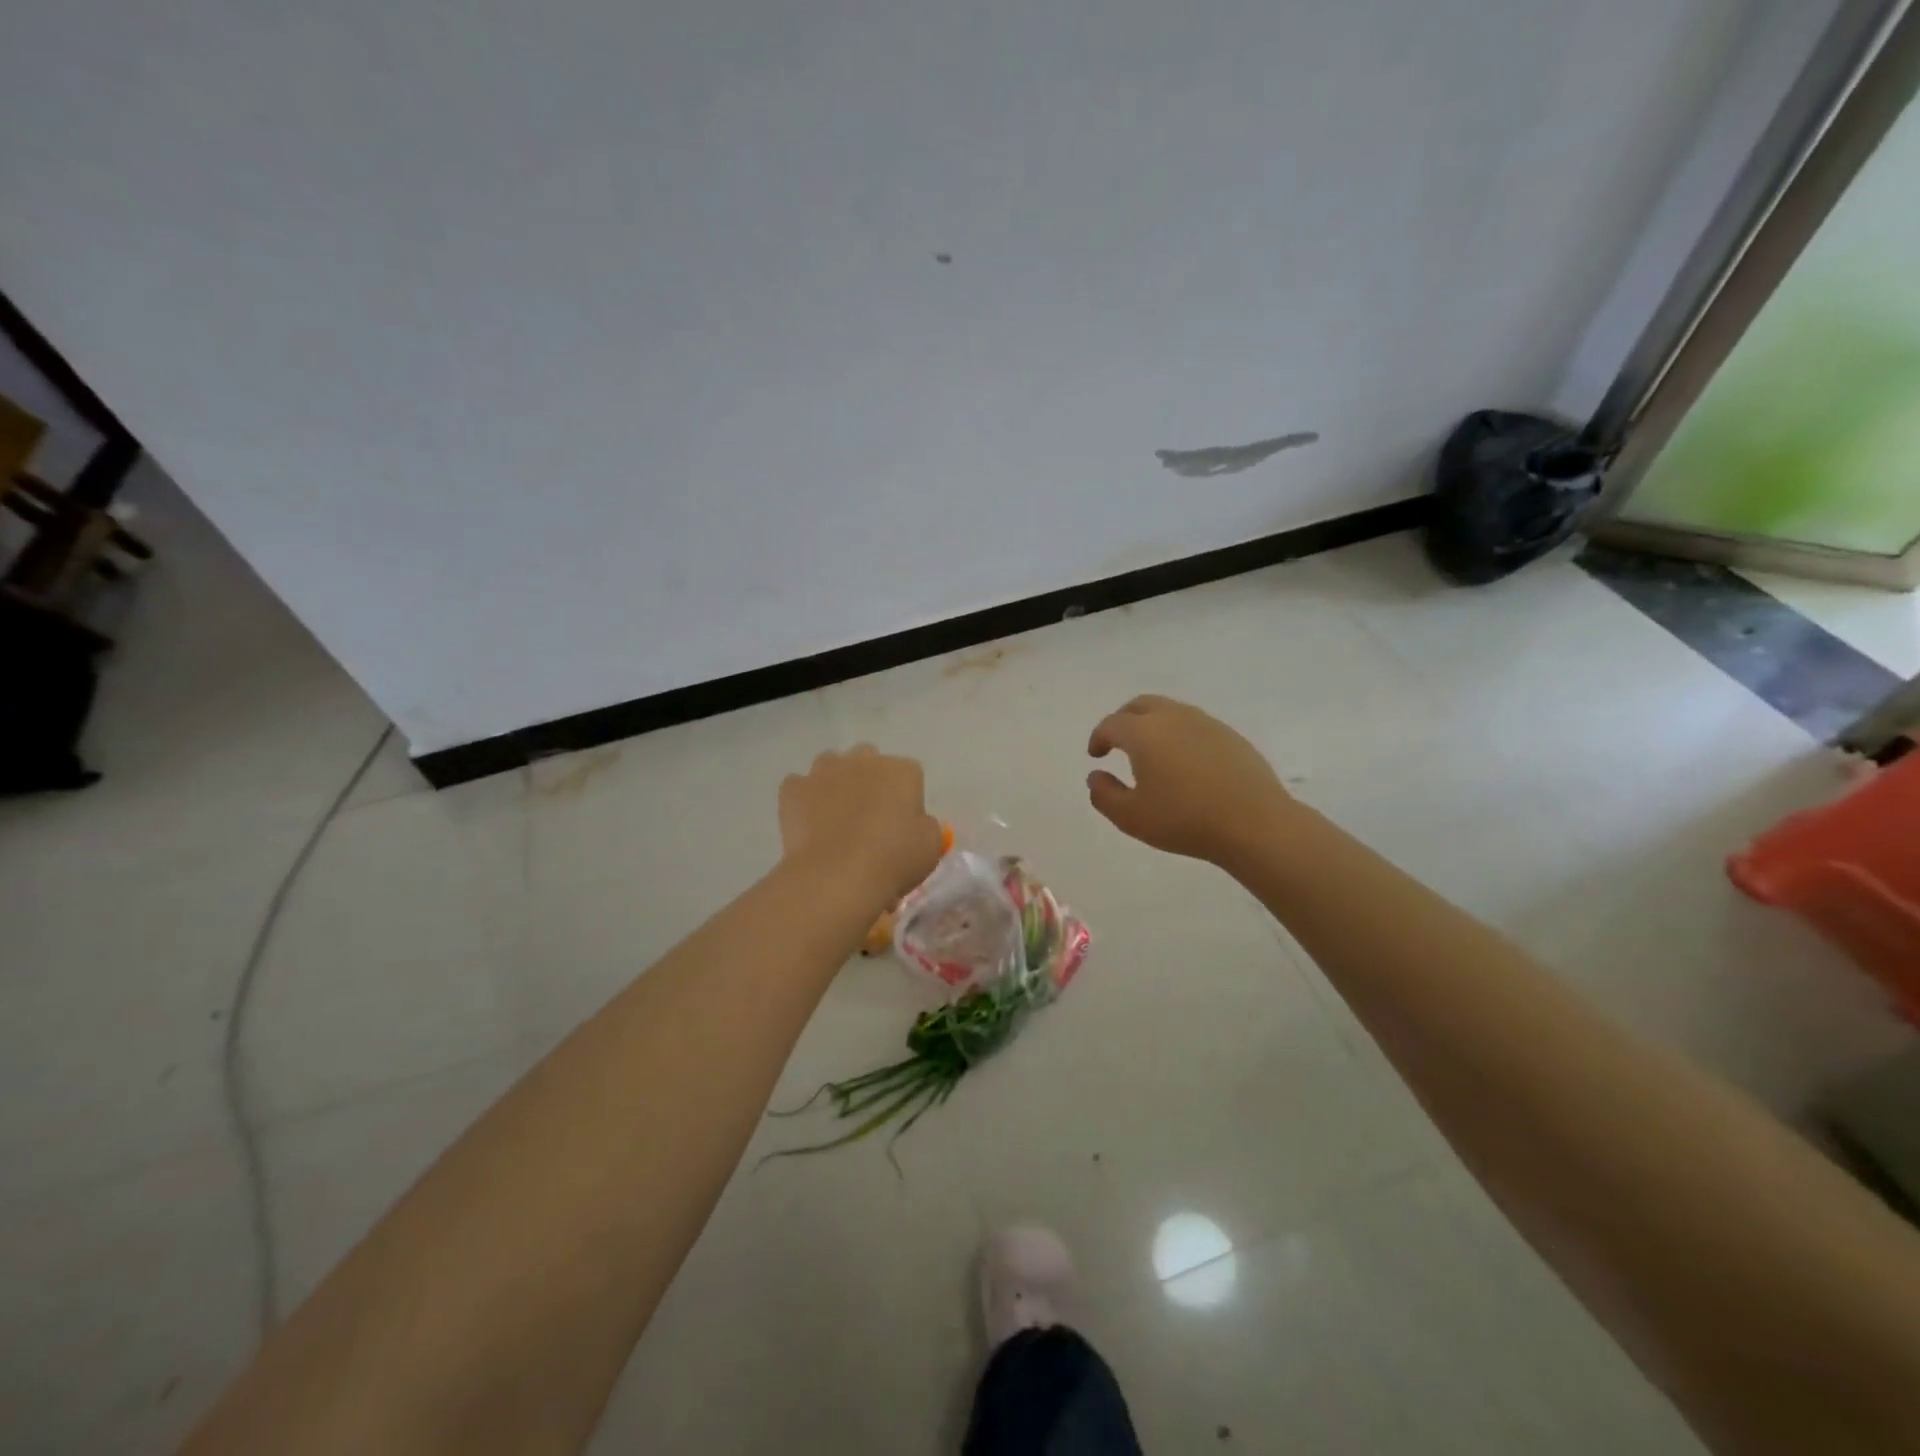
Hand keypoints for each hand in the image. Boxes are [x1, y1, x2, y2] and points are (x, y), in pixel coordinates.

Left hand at [780, 745, 945, 904]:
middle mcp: (863, 760)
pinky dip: (803, 800)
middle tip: (869, 817)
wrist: (837, 875)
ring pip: (831, 766)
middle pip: (869, 760)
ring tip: (835, 818)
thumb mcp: (930, 846)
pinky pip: (799, 786)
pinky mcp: (794, 788)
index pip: (909, 774)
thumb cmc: (893, 859)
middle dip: (869, 780)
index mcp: (901, 771)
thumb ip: (925, 825)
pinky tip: (808, 824)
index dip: (906, 799)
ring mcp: (824, 771)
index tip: (902, 825)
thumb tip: (915, 822)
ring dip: (835, 783)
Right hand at [1086, 695, 1296, 866]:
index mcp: (1144, 733)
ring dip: (1153, 724)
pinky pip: (1195, 724)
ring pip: (1170, 711)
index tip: (1096, 755)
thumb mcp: (1131, 817)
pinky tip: (1185, 762)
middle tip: (1118, 743)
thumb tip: (1096, 776)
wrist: (1254, 823)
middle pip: (1141, 705)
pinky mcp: (1230, 736)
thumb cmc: (1184, 820)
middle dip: (1123, 720)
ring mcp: (1206, 723)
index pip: (1111, 724)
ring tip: (1152, 752)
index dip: (1098, 738)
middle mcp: (1173, 718)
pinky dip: (1179, 734)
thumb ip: (1104, 794)